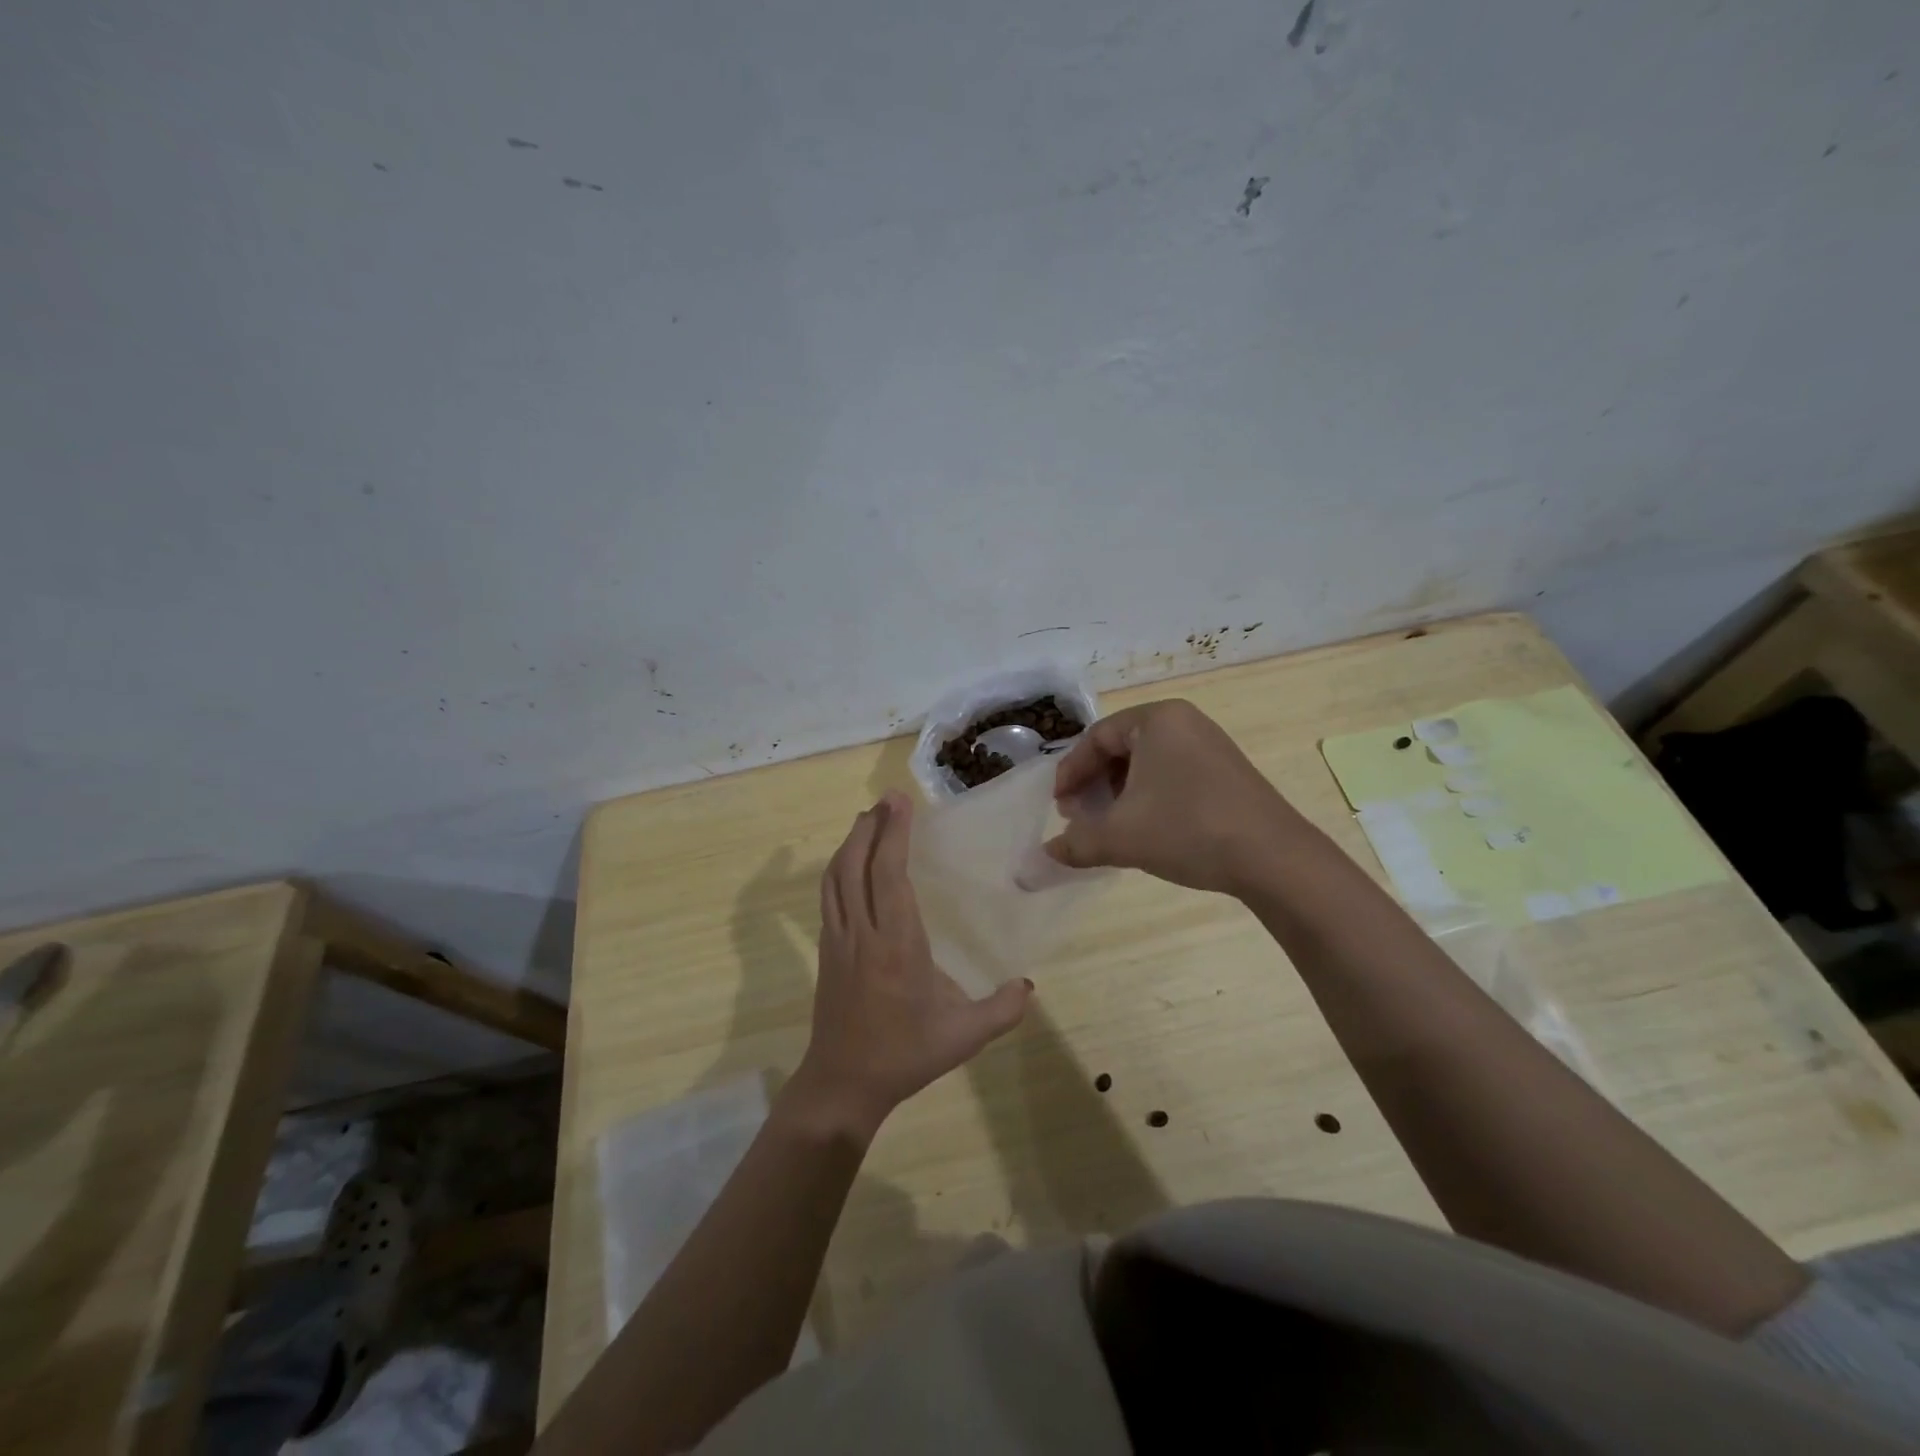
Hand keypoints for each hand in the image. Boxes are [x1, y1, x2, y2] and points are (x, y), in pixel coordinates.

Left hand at [787, 792, 1031, 1143]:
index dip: (893, 833)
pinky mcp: (826, 950)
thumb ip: (1002, 1010)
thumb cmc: (905, 1055)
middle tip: (886, 800)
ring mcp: (838, 940)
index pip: (889, 874)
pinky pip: (828, 896)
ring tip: (868, 820)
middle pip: (855, 864)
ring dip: (850, 842)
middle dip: (869, 826)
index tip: (899, 801)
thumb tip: (1029, 986)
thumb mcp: (963, 1037)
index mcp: (897, 945)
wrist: (842, 1083)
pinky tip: (851, 865)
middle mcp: (862, 933)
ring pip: (834, 877)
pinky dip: (839, 869)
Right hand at [1044, 700, 1303, 895]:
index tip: (1059, 807)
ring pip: (1147, 764)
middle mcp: (1184, 722)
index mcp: (1157, 720)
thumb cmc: (1187, 829)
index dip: (1071, 773)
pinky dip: (1148, 797)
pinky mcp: (1227, 772)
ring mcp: (1210, 746)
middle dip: (1094, 784)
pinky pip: (1172, 775)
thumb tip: (1044, 856)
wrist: (1273, 858)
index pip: (1096, 738)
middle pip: (1121, 748)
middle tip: (1079, 817)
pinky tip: (1144, 829)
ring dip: (1119, 794)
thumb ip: (1075, 842)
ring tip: (1108, 827)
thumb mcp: (1120, 837)